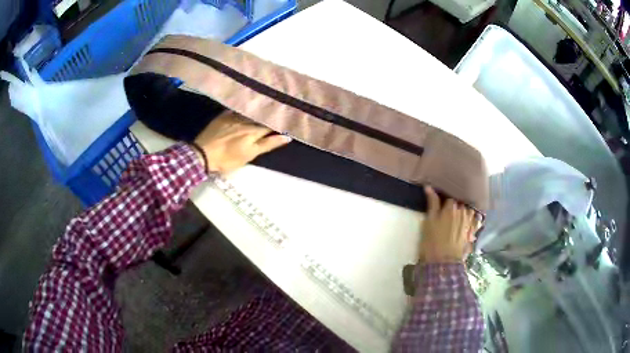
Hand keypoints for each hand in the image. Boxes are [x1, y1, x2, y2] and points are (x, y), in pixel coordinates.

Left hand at [194, 111, 291, 173]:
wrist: (202, 154)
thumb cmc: (227, 158)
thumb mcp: (249, 155)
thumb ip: (268, 144)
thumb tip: (287, 137)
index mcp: (254, 130)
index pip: (272, 124)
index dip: (280, 122)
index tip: (288, 120)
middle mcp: (247, 119)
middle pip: (263, 115)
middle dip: (272, 114)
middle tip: (281, 111)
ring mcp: (234, 115)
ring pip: (252, 110)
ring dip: (260, 109)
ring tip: (267, 106)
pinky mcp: (224, 115)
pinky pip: (238, 108)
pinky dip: (245, 107)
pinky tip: (249, 105)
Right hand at [418, 186, 478, 262]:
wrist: (443, 262)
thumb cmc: (432, 241)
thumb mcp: (429, 222)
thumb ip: (432, 203)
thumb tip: (429, 187)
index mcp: (452, 207)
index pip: (449, 198)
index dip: (444, 201)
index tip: (439, 206)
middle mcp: (463, 212)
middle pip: (460, 203)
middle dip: (455, 205)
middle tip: (447, 212)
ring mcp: (469, 222)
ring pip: (468, 211)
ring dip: (464, 211)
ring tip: (458, 216)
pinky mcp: (472, 232)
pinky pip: (476, 221)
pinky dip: (474, 219)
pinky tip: (471, 222)